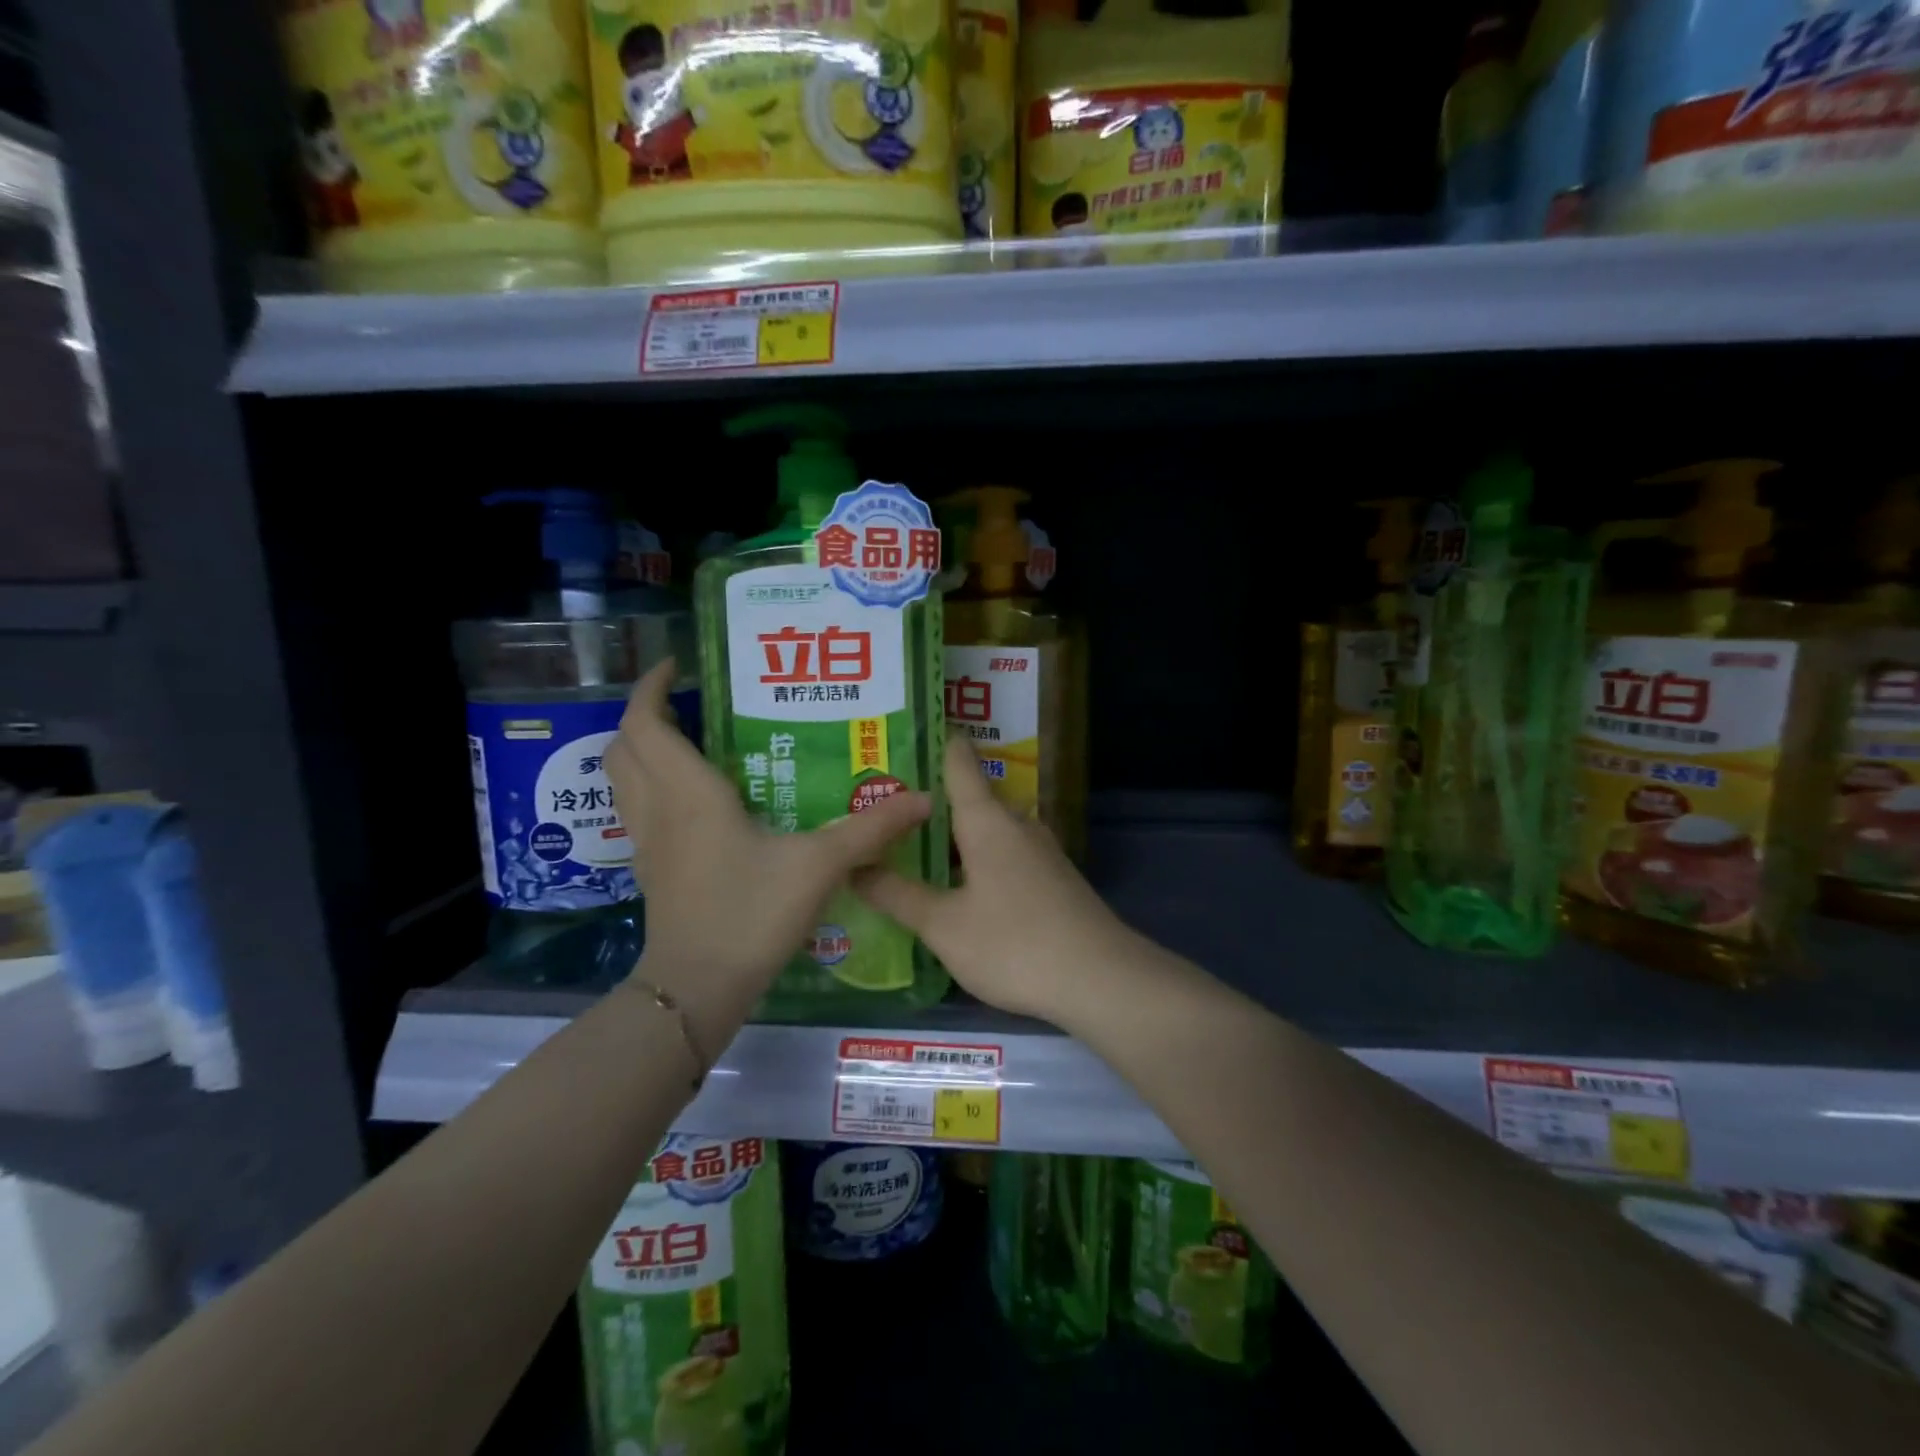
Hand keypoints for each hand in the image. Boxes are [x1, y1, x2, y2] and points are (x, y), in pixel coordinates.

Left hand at [605, 660, 930, 1013]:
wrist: (698, 988)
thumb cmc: (750, 914)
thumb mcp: (819, 866)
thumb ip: (869, 830)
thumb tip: (922, 799)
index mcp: (689, 792)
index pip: (645, 722)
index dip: (652, 687)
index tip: (680, 665)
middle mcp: (657, 808)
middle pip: (624, 745)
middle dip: (647, 713)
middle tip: (691, 702)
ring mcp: (647, 841)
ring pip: (622, 778)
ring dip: (644, 749)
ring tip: (691, 739)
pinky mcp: (651, 868)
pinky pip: (637, 809)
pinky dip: (651, 786)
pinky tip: (696, 799)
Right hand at [853, 734, 1134, 1021]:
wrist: (1100, 979)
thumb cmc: (1014, 943)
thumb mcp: (944, 925)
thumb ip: (898, 894)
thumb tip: (853, 866)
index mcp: (987, 820)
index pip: (958, 762)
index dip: (934, 743)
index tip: (904, 734)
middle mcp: (1016, 824)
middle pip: (970, 798)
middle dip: (930, 802)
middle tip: (884, 807)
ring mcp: (1040, 852)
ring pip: (988, 830)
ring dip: (953, 835)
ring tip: (911, 844)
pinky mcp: (1052, 879)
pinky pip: (1004, 854)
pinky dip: (976, 858)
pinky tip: (957, 884)